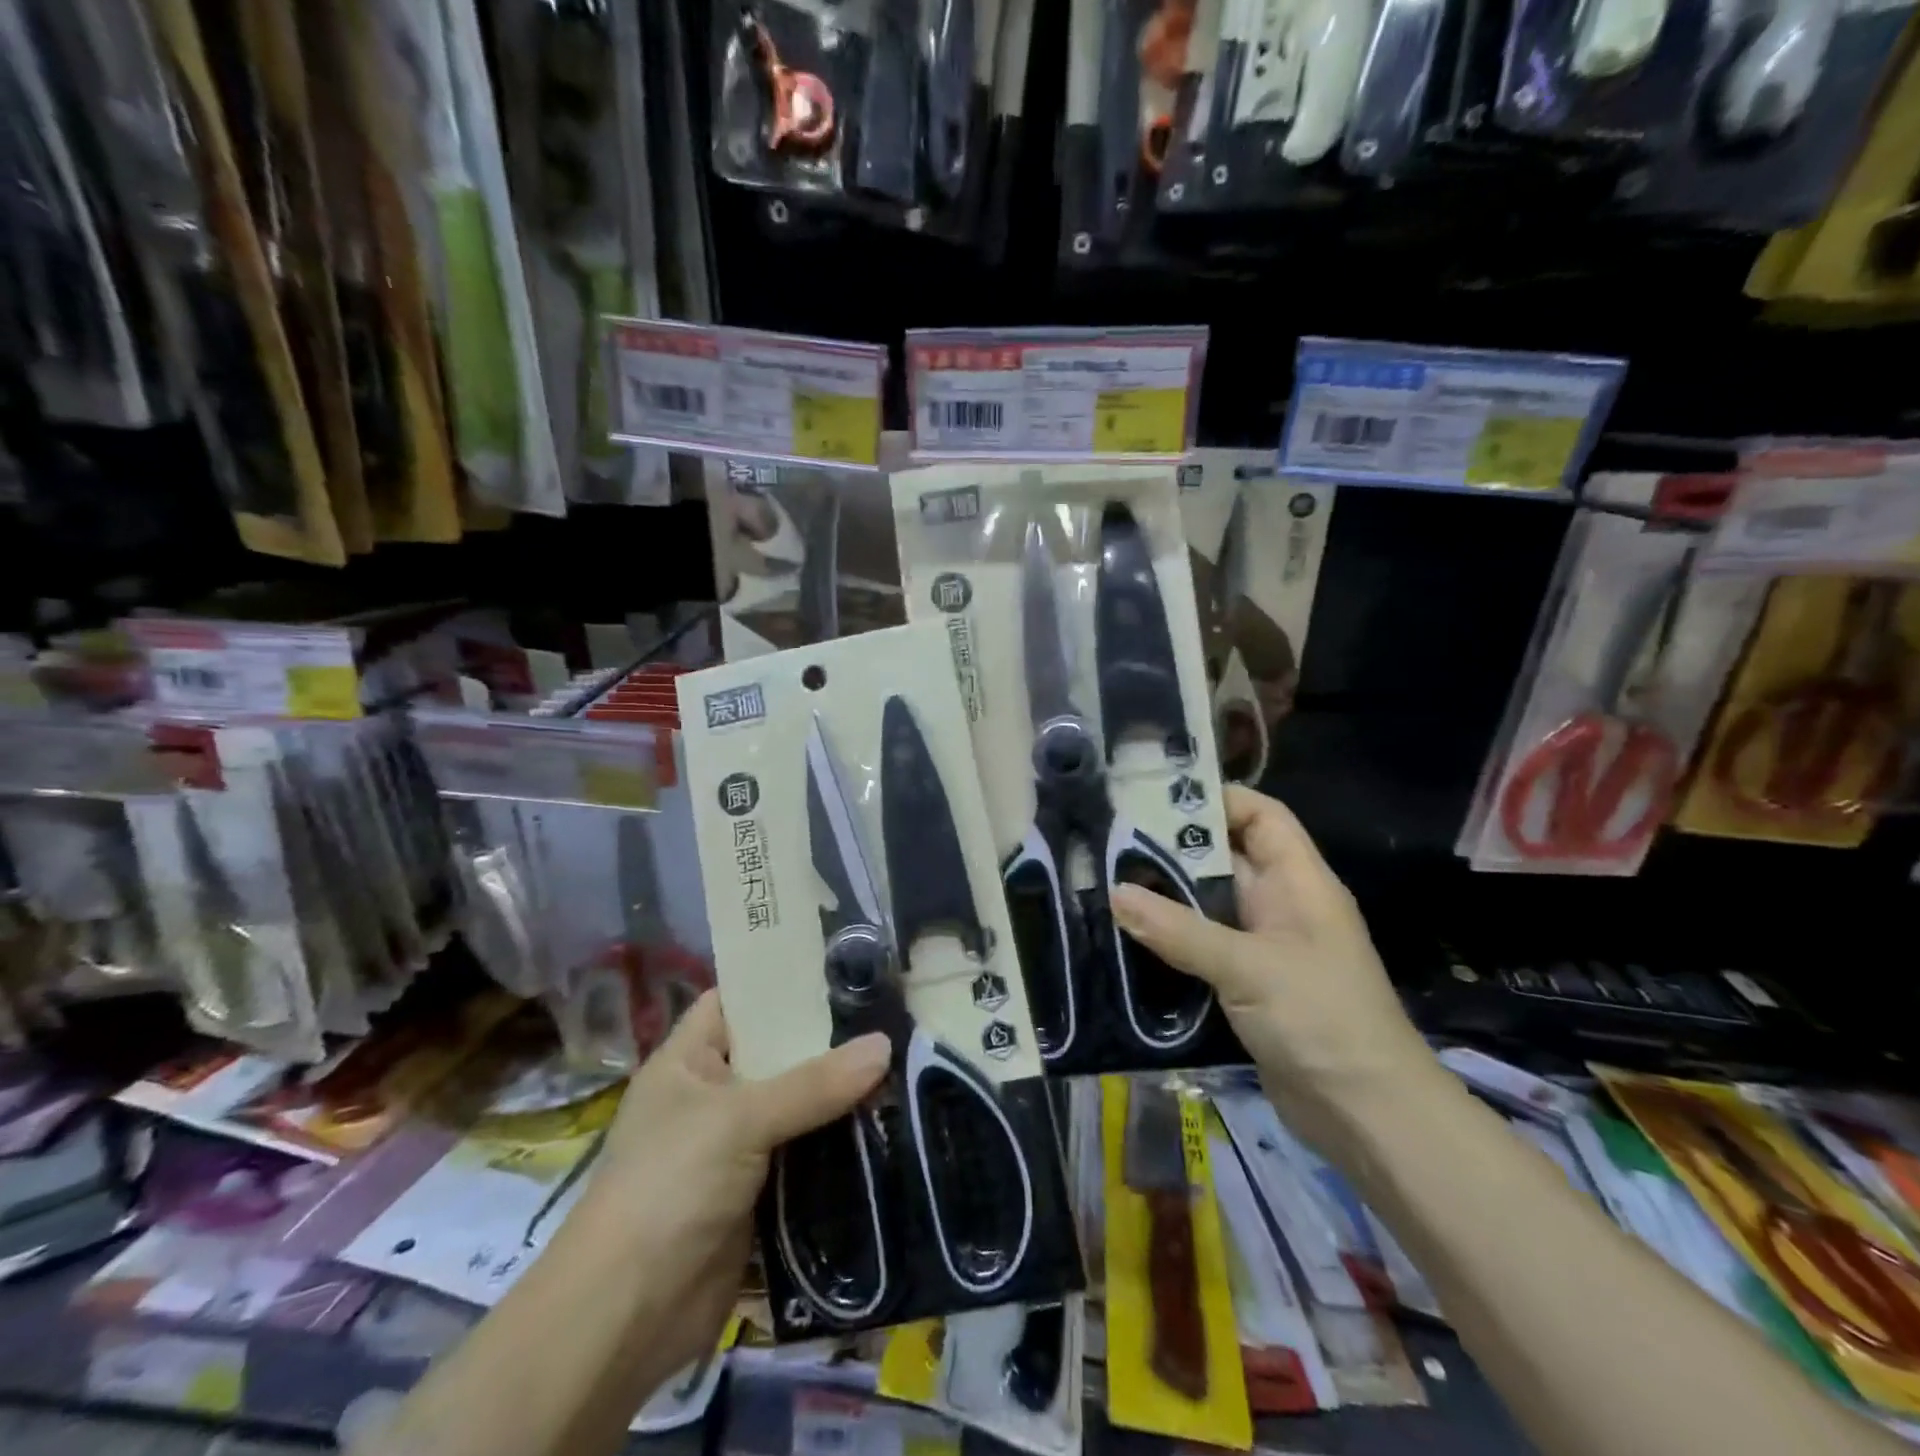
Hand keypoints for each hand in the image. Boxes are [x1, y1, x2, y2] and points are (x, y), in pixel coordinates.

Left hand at [573, 991, 889, 1375]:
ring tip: (903, 1061)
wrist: (626, 1318)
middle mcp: (712, 1095)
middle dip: (827, 1040)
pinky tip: (887, 1125)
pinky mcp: (758, 1192)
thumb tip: (884, 1045)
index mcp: (689, 1060)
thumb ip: (813, 1084)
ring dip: (840, 1094)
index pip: (737, 1000)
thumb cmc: (668, 1187)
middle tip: (890, 1013)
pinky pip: (804, 1153)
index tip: (840, 966)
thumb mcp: (739, 1120)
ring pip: (796, 1105)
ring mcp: (735, 1146)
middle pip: (777, 1053)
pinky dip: (838, 1143)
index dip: (781, 981)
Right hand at [1111, 786, 1442, 1162]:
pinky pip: (1203, 946)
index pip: (1262, 817)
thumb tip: (1115, 893)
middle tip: (1112, 838)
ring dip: (1167, 896)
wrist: (1368, 1117)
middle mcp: (1281, 906)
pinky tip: (1129, 936)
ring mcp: (1264, 947)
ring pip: (1209, 904)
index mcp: (1299, 883)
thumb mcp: (1249, 968)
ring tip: (1107, 880)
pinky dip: (1171, 937)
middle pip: (1226, 857)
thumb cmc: (1322, 1021)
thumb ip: (1180, 930)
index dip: (1217, 800)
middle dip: (1175, 847)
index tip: (1157, 797)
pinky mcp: (1247, 985)